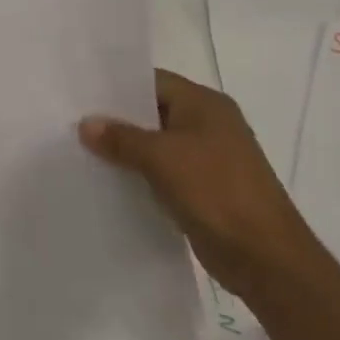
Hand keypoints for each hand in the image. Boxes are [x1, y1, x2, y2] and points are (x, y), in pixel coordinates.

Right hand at [80, 70, 317, 303]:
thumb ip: (121, 138)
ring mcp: (208, 158)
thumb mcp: (162, 158)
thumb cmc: (216, 192)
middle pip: (153, 112)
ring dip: (126, 150)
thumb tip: (85, 124)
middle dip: (117, 119)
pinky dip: (140, 174)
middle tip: (74, 122)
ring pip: (157, 144)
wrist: (266, 258)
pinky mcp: (205, 189)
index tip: (80, 93)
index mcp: (205, 104)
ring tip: (83, 151)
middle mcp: (208, 124)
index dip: (117, 86)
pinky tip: (109, 181)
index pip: (153, 81)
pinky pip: (164, 172)